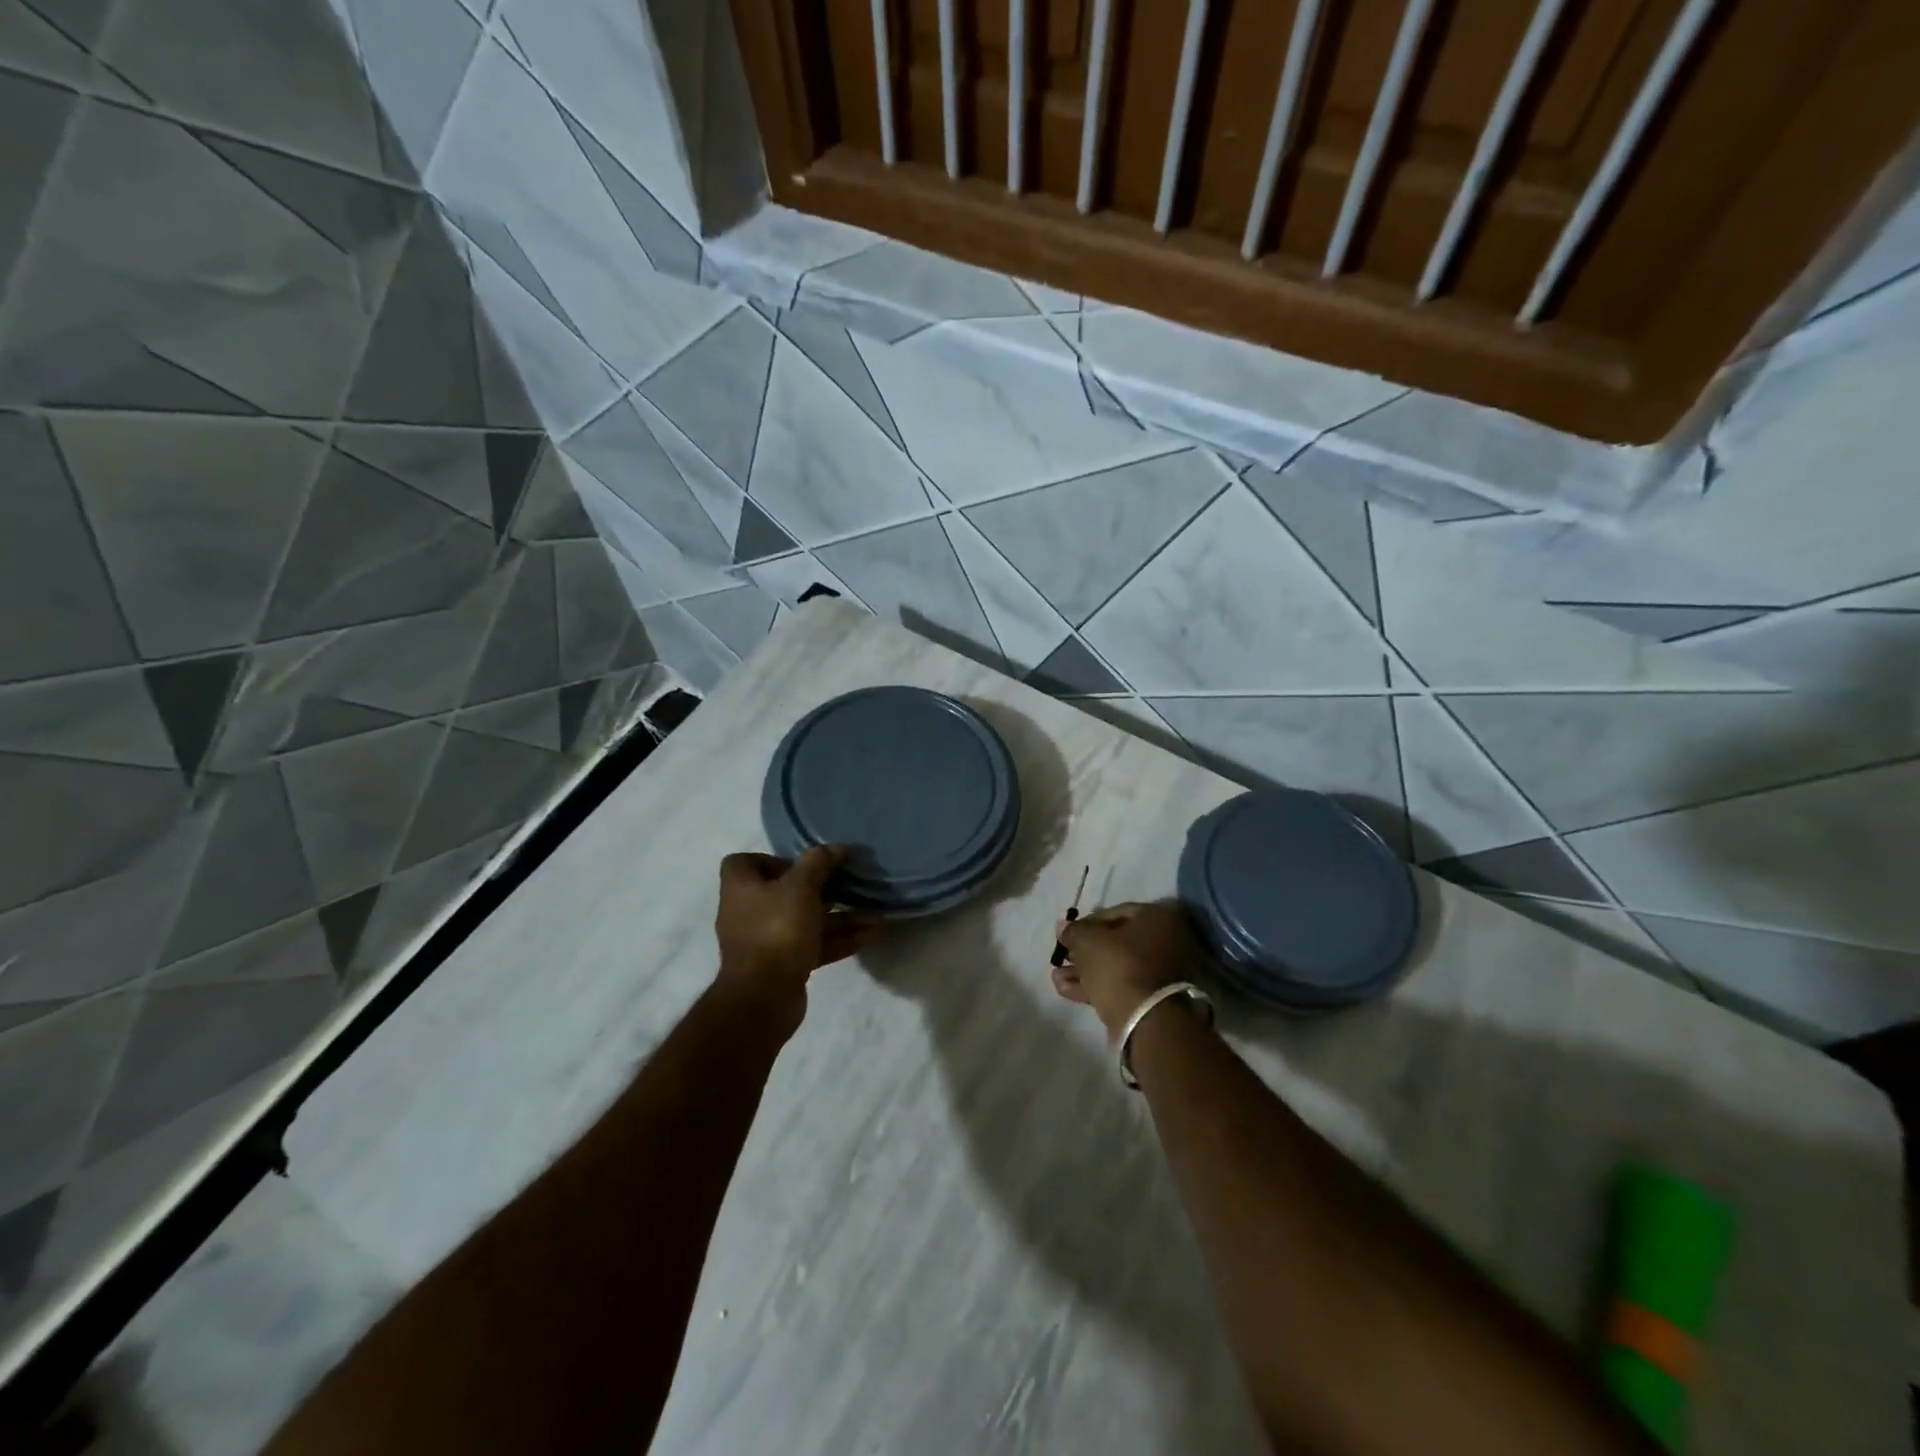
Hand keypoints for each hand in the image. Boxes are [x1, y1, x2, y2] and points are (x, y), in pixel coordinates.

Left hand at [714, 848, 881, 1013]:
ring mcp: (767, 941)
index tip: (805, 863)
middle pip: (786, 891)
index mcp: (741, 887)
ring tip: (875, 911)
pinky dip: (840, 938)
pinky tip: (872, 933)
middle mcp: (749, 911)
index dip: (774, 858)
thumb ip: (819, 862)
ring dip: (840, 916)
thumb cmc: (776, 929)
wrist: (763, 998)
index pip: (747, 862)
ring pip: (806, 920)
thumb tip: (838, 848)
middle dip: (822, 888)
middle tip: (850, 883)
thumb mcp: (801, 886)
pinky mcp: (785, 965)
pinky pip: (814, 944)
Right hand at [1052, 901, 1203, 1038]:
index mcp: (1158, 917)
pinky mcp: (1155, 999)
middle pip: (1117, 941)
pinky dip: (1097, 985)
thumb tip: (1063, 926)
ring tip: (1057, 976)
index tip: (1068, 934)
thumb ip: (1074, 931)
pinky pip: (1123, 985)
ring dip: (1086, 970)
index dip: (1087, 922)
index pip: (1116, 912)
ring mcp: (1163, 972)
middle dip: (1085, 950)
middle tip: (1063, 956)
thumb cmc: (1119, 966)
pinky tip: (1066, 989)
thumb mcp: (1088, 942)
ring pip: (1118, 966)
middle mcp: (1168, 940)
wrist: (1146, 1020)